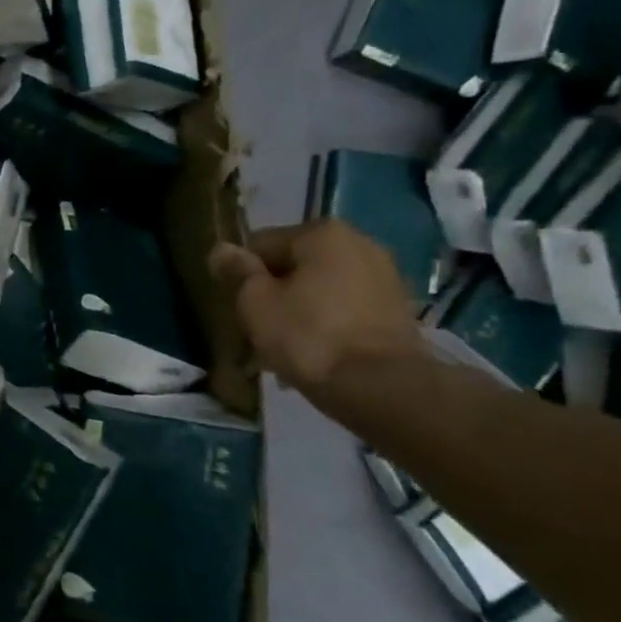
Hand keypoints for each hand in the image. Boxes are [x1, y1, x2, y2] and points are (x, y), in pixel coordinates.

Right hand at [209, 220, 422, 391]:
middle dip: (276, 292)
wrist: (381, 387)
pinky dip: (329, 322)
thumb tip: (222, 249)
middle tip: (263, 329)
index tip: (242, 308)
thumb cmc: (308, 336)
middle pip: (294, 265)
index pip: (261, 245)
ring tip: (290, 345)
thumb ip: (237, 272)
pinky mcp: (399, 308)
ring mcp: (385, 275)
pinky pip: (346, 307)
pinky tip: (319, 351)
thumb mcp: (255, 303)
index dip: (244, 276)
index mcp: (322, 233)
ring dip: (301, 308)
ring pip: (321, 287)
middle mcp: (360, 243)